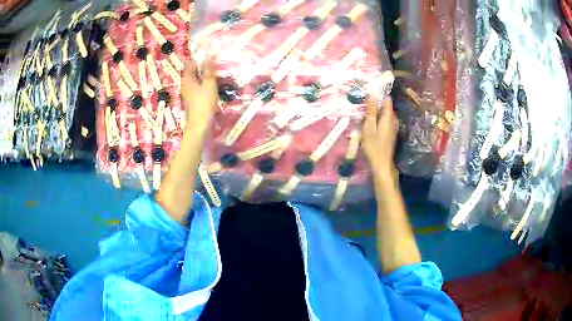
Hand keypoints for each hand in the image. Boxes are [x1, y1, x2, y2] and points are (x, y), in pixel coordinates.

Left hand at [181, 59, 218, 127]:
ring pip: (196, 80)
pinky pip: (198, 88)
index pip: (191, 63)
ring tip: (216, 74)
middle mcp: (185, 84)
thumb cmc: (204, 102)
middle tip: (215, 64)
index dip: (199, 59)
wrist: (200, 124)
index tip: (210, 56)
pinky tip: (212, 86)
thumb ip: (208, 70)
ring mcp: (188, 93)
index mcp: (187, 78)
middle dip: (202, 67)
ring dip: (204, 76)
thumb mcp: (209, 84)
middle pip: (193, 72)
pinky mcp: (192, 100)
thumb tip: (208, 56)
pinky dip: (204, 85)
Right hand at [362, 96, 398, 178]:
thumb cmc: (374, 146)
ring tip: (365, 112)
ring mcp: (393, 126)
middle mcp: (394, 119)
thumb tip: (373, 93)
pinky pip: (385, 120)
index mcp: (389, 117)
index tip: (369, 92)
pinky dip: (378, 118)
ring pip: (385, 113)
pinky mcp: (391, 132)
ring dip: (376, 111)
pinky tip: (370, 122)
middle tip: (363, 104)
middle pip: (386, 106)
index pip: (387, 99)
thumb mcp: (369, 127)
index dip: (379, 94)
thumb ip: (371, 110)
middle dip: (376, 103)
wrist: (382, 163)